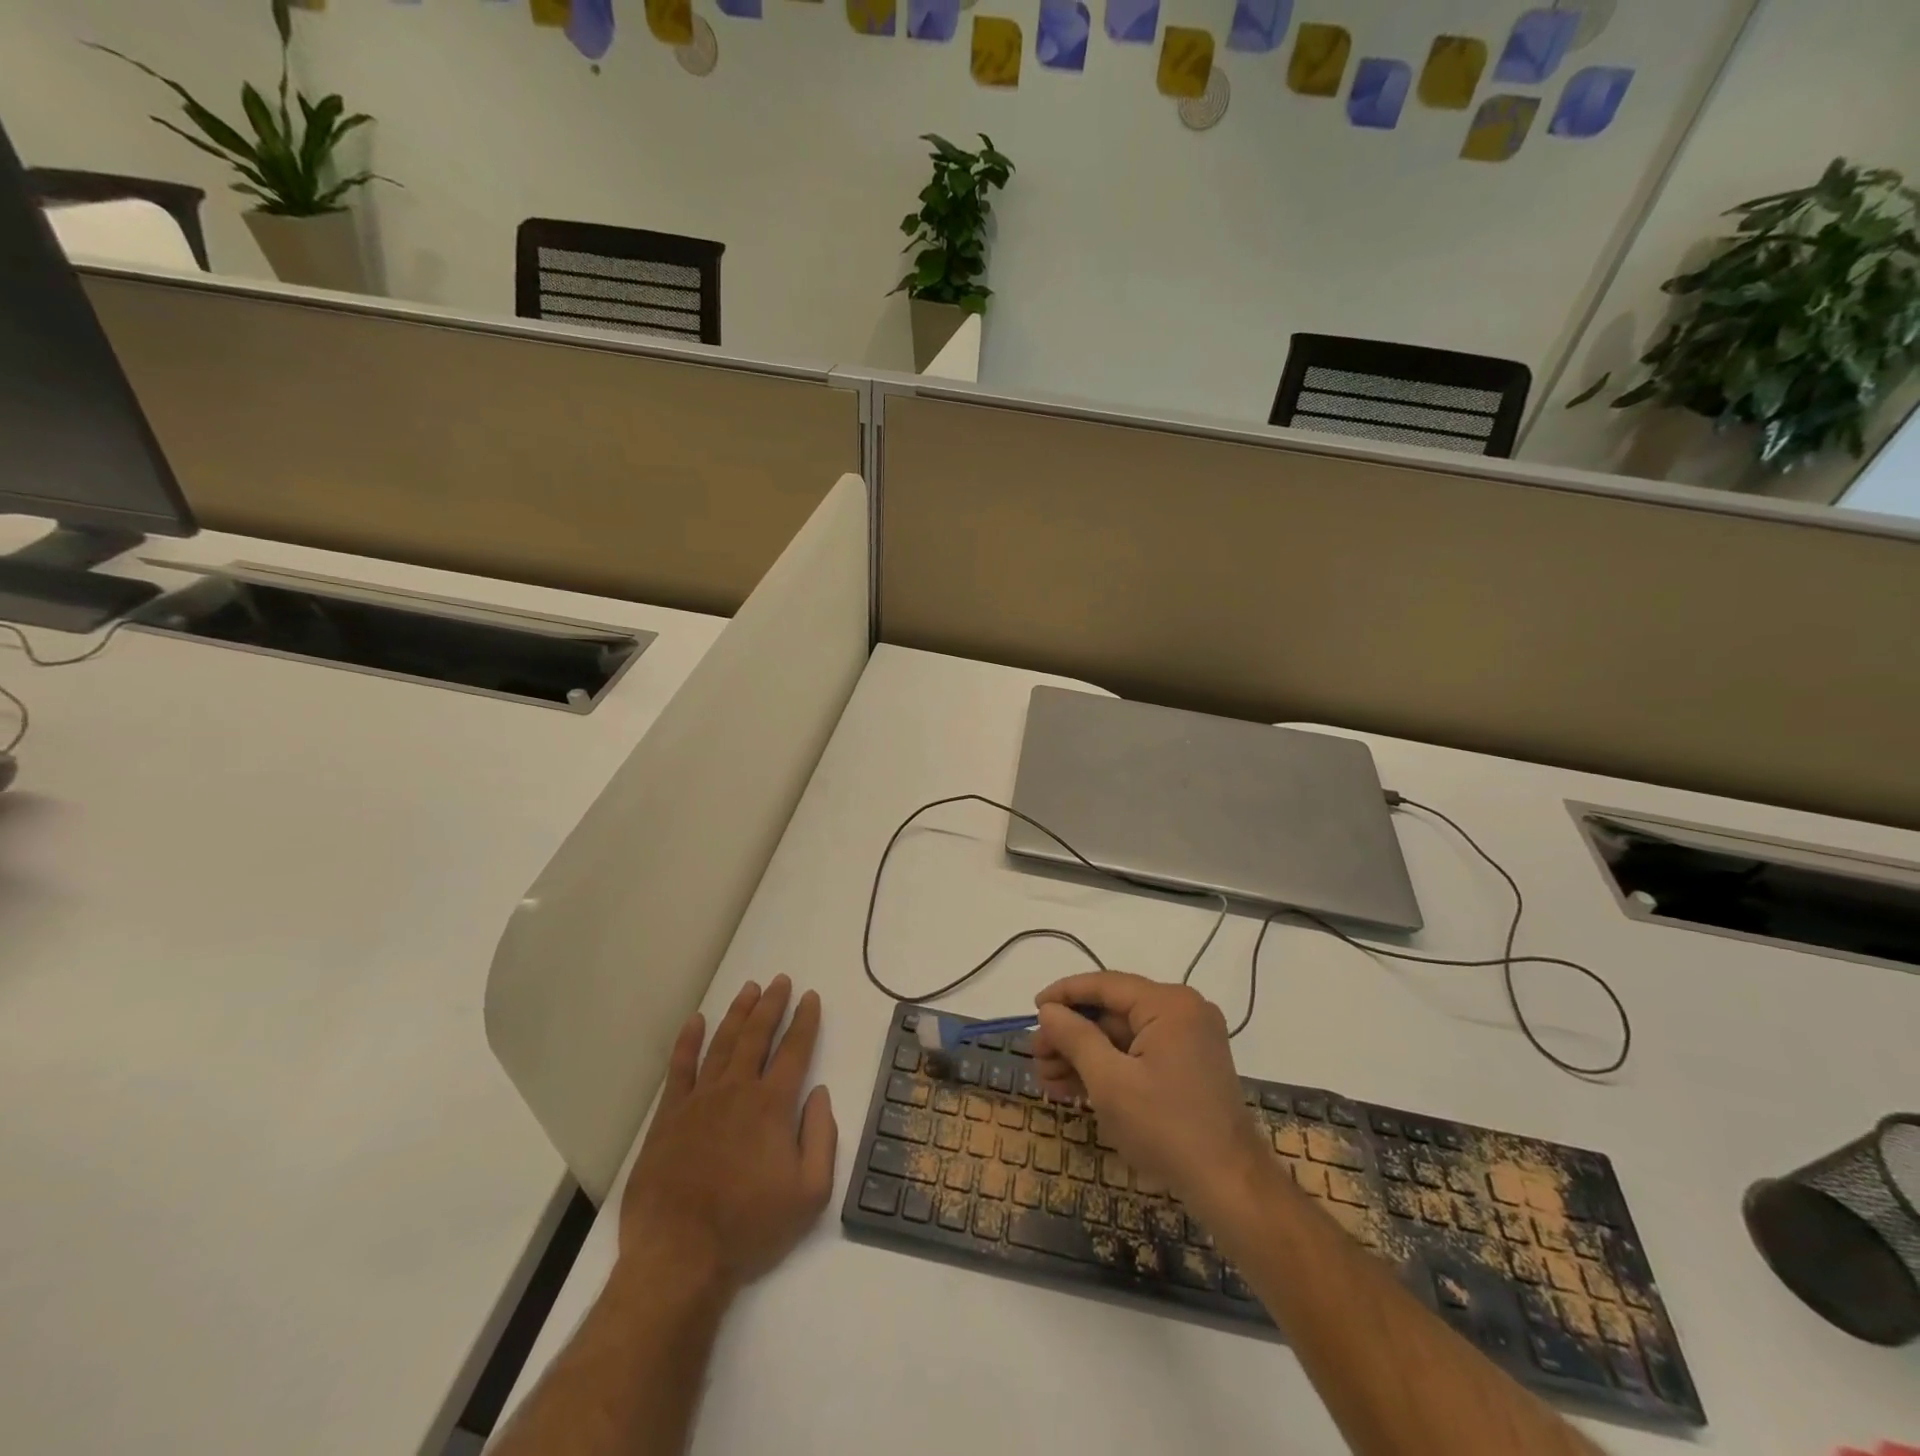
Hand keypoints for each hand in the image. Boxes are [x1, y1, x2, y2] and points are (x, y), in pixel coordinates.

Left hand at [618, 975, 837, 1296]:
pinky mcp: (668, 1117)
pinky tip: (696, 1021)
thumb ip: (822, 1138)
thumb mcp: (810, 1194)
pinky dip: (688, 1041)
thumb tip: (820, 1094)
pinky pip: (680, 1068)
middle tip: (781, 980)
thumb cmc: (750, 1228)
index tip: (811, 997)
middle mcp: (737, 1091)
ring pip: (722, 1043)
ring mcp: (699, 1100)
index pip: (795, 1050)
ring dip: (738, 1013)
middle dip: (772, 1004)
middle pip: (757, 1035)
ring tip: (749, 989)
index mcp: (773, 1105)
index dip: (805, 1021)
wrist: (680, 1257)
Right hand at [1032, 972, 1267, 1213]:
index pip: (1105, 985)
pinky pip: (1139, 1053)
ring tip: (1047, 1079)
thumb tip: (1048, 1010)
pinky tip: (1075, 1087)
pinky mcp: (1189, 1064)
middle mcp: (1182, 1010)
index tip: (1032, 1008)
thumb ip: (1075, 1037)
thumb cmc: (1165, 1127)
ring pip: (1123, 1036)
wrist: (1229, 1185)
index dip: (1065, 994)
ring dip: (1085, 1055)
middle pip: (1113, 1012)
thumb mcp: (1110, 1081)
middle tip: (1036, 1056)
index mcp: (1168, 1004)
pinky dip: (1109, 1067)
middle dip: (1071, 1035)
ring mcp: (1189, 1038)